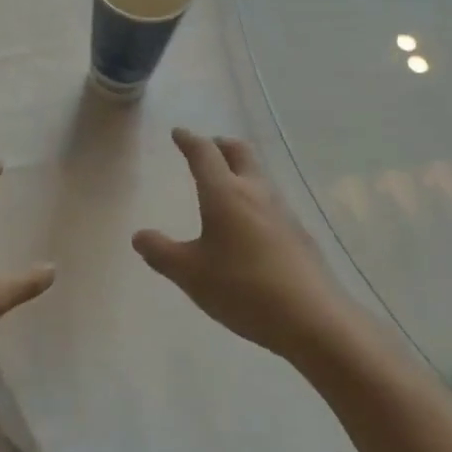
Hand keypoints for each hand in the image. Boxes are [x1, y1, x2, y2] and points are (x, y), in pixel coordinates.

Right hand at [133, 128, 361, 364]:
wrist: (312, 318)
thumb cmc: (243, 289)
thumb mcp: (190, 274)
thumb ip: (162, 253)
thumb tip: (140, 236)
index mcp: (225, 194)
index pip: (204, 154)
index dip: (189, 141)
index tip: (179, 133)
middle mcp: (256, 192)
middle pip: (239, 152)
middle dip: (220, 144)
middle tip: (206, 147)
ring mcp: (283, 211)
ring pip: (258, 175)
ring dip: (240, 168)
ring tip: (225, 182)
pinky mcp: (298, 233)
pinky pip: (270, 200)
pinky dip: (254, 196)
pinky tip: (249, 222)